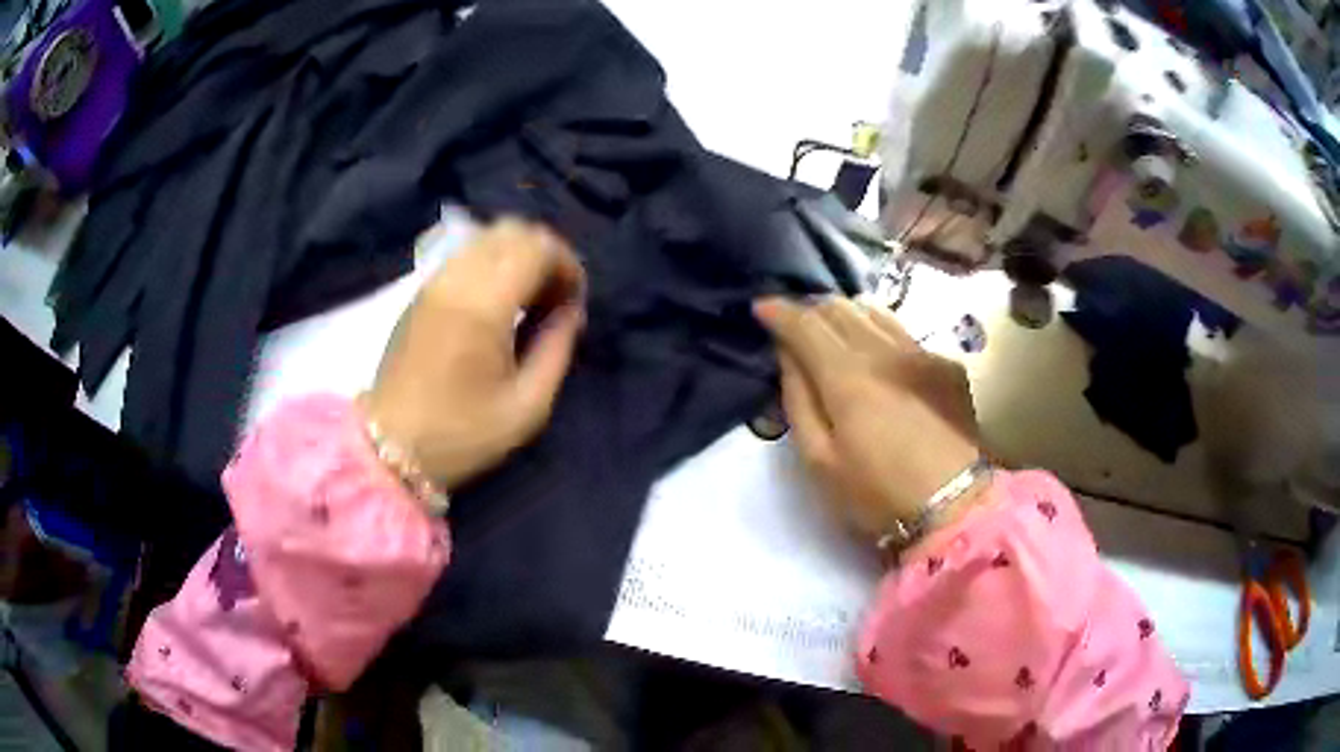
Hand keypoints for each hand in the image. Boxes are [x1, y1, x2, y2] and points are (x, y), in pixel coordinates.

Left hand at [362, 219, 584, 490]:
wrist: (389, 446)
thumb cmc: (460, 433)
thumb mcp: (526, 406)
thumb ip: (557, 349)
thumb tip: (570, 311)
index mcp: (483, 304)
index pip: (537, 247)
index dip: (568, 265)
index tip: (574, 304)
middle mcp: (456, 278)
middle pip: (512, 229)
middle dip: (545, 255)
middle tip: (555, 298)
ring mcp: (433, 280)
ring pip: (487, 236)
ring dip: (517, 256)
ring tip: (528, 300)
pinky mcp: (421, 291)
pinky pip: (466, 253)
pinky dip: (493, 263)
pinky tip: (497, 303)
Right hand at [754, 296, 982, 538]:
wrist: (955, 506)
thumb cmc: (878, 494)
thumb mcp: (820, 460)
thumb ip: (798, 401)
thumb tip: (789, 356)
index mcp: (847, 375)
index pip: (805, 324)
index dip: (779, 311)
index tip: (761, 307)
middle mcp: (885, 350)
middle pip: (840, 307)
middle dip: (811, 309)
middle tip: (796, 326)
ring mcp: (921, 353)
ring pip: (875, 311)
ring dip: (846, 314)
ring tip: (833, 332)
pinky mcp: (946, 365)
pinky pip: (903, 332)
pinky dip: (879, 333)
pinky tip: (879, 357)